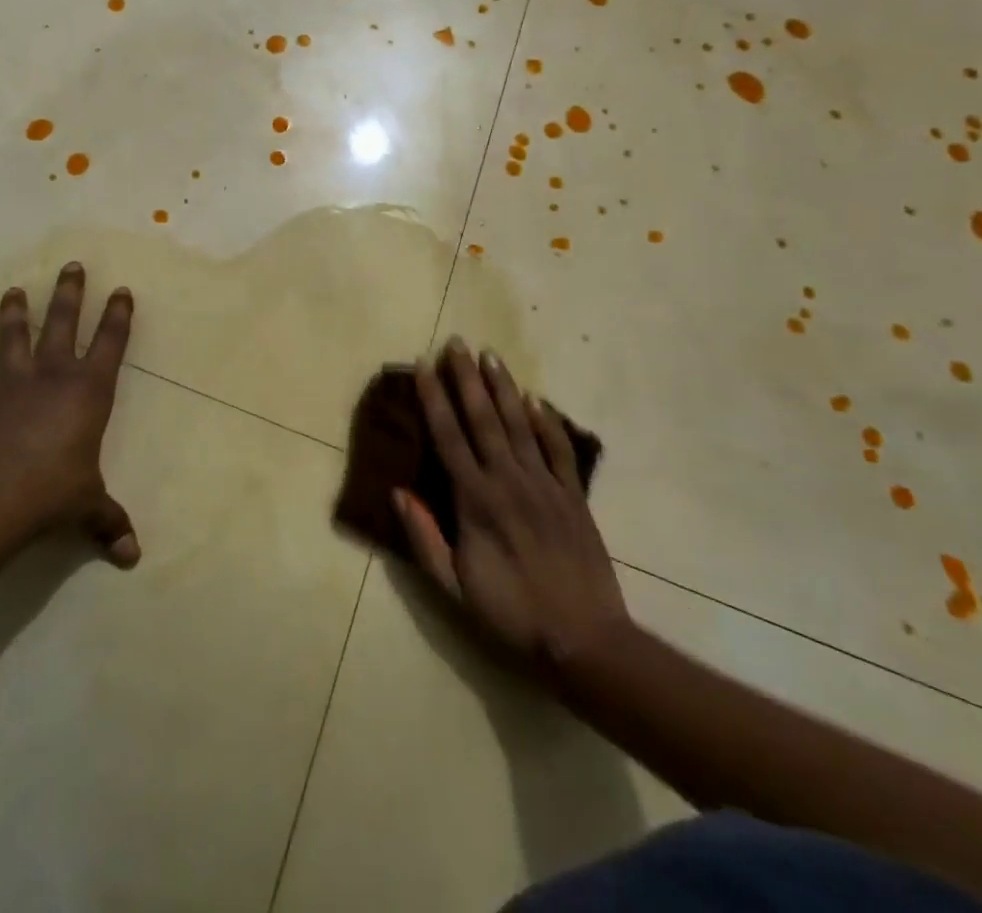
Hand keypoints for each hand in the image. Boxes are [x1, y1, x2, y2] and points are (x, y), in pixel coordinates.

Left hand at [0, 262, 140, 567]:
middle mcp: (51, 375)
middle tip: (71, 265)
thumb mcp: (87, 507)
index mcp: (87, 391)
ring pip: (13, 336)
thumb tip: (132, 557)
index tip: (122, 290)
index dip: (118, 316)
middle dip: (70, 293)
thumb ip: (108, 523)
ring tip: (13, 290)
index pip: (110, 343)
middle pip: (62, 322)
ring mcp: (9, 383)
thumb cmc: (52, 492)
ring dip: (13, 313)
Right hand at [395, 340, 629, 669]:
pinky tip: (535, 398)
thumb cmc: (510, 612)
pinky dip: (546, 420)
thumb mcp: (453, 586)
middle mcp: (508, 480)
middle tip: (456, 343)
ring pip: (519, 423)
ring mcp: (544, 484)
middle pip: (483, 418)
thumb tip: (397, 491)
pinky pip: (558, 448)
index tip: (425, 366)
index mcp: (475, 500)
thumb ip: (423, 537)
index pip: (449, 437)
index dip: (435, 399)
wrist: (584, 639)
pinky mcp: (572, 494)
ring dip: (503, 387)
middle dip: (467, 378)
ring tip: (490, 355)